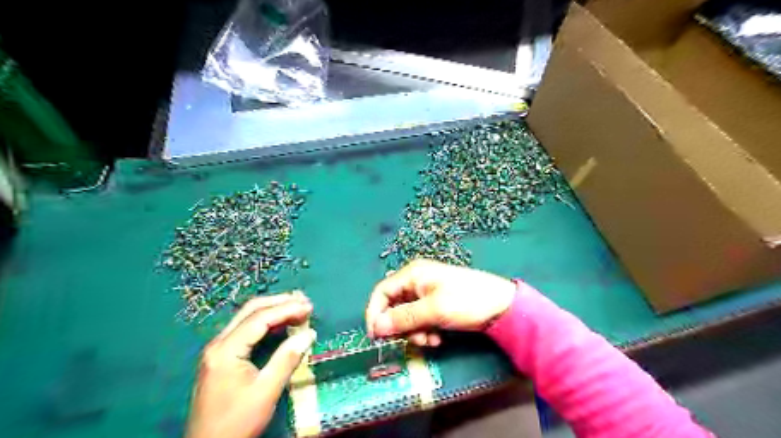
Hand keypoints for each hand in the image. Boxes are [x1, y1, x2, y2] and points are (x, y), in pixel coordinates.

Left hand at [184, 293, 314, 436]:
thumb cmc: (236, 422)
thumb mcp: (266, 391)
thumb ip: (287, 359)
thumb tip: (310, 333)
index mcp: (226, 350)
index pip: (260, 318)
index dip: (287, 309)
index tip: (309, 307)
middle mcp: (218, 343)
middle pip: (251, 310)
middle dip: (279, 302)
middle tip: (305, 301)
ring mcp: (217, 349)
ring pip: (247, 318)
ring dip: (273, 310)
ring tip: (297, 307)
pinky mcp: (221, 357)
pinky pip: (245, 329)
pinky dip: (266, 322)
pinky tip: (281, 324)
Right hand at [369, 259, 517, 344]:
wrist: (501, 305)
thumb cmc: (465, 301)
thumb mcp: (433, 310)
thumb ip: (403, 318)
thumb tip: (376, 327)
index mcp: (412, 274)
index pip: (381, 292)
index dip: (375, 313)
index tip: (376, 337)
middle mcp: (416, 281)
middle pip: (394, 305)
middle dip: (400, 326)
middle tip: (413, 340)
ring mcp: (427, 292)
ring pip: (407, 315)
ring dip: (414, 331)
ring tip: (430, 340)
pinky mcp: (436, 303)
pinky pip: (420, 318)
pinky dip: (425, 330)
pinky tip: (438, 338)